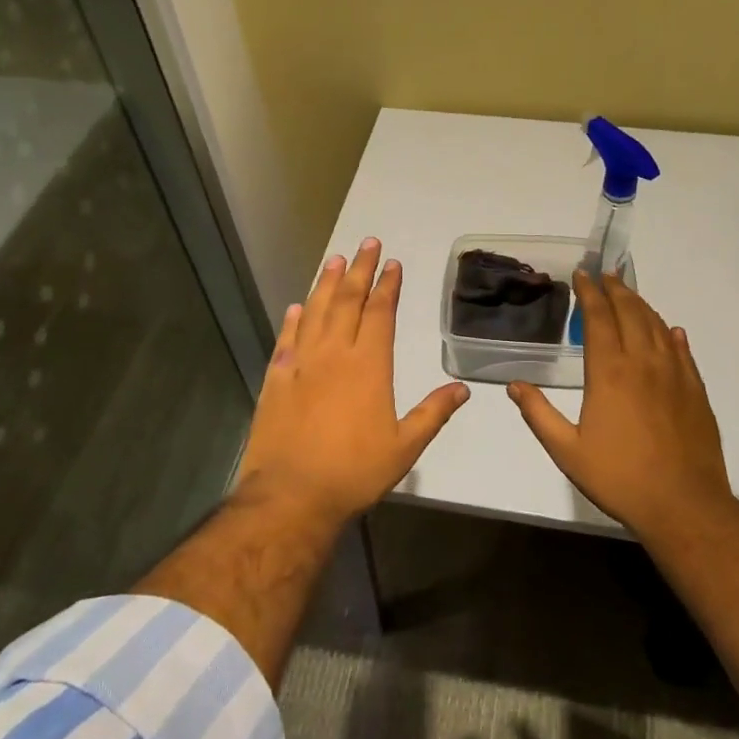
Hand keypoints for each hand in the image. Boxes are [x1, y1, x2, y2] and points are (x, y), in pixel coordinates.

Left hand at [238, 239, 468, 525]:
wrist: (291, 495)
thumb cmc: (354, 472)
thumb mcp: (405, 447)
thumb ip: (433, 413)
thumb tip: (462, 389)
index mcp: (369, 366)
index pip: (380, 313)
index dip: (387, 286)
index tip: (392, 263)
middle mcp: (334, 354)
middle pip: (348, 301)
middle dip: (360, 270)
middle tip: (367, 243)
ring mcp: (301, 364)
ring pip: (316, 312)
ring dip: (327, 284)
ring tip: (335, 260)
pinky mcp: (275, 379)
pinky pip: (286, 339)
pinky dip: (293, 320)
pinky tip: (297, 306)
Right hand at [508, 272, 732, 537]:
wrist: (683, 504)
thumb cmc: (619, 477)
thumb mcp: (566, 450)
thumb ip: (539, 414)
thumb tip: (513, 385)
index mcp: (609, 372)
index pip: (598, 318)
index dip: (589, 293)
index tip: (582, 275)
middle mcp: (643, 362)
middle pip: (630, 312)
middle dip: (615, 289)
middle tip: (605, 275)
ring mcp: (674, 374)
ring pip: (657, 325)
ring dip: (641, 305)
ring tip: (629, 294)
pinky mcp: (695, 390)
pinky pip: (683, 351)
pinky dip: (672, 334)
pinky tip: (670, 331)